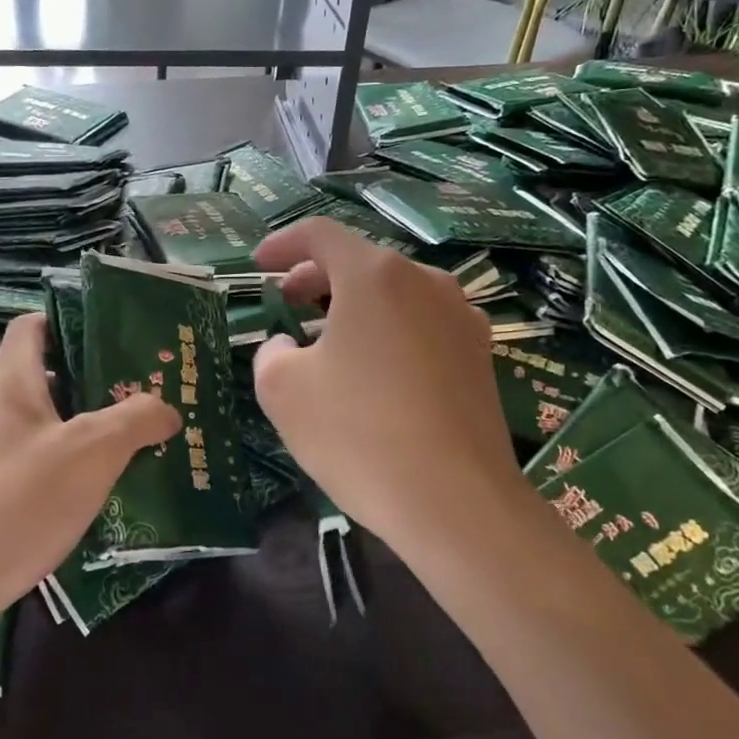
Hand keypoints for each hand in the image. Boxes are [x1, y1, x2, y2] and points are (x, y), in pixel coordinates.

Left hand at [0, 313, 179, 620]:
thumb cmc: (20, 500)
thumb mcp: (91, 452)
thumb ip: (135, 420)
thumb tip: (167, 407)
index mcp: (12, 384)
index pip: (32, 325)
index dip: (70, 320)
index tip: (115, 335)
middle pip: (48, 377)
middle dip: (97, 382)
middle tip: (146, 393)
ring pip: (48, 427)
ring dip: (90, 431)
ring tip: (138, 442)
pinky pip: (39, 468)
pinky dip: (72, 470)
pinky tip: (104, 492)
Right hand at [252, 217, 523, 560]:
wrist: (456, 504)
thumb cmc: (358, 434)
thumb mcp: (282, 389)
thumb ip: (272, 352)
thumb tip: (289, 346)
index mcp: (375, 276)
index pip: (320, 234)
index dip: (282, 244)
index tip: (258, 266)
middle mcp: (426, 282)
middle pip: (360, 261)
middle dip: (315, 277)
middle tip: (286, 302)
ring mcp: (461, 318)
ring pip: (394, 294)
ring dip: (353, 306)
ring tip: (325, 341)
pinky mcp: (479, 357)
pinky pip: (421, 325)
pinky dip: (387, 331)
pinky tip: (372, 372)